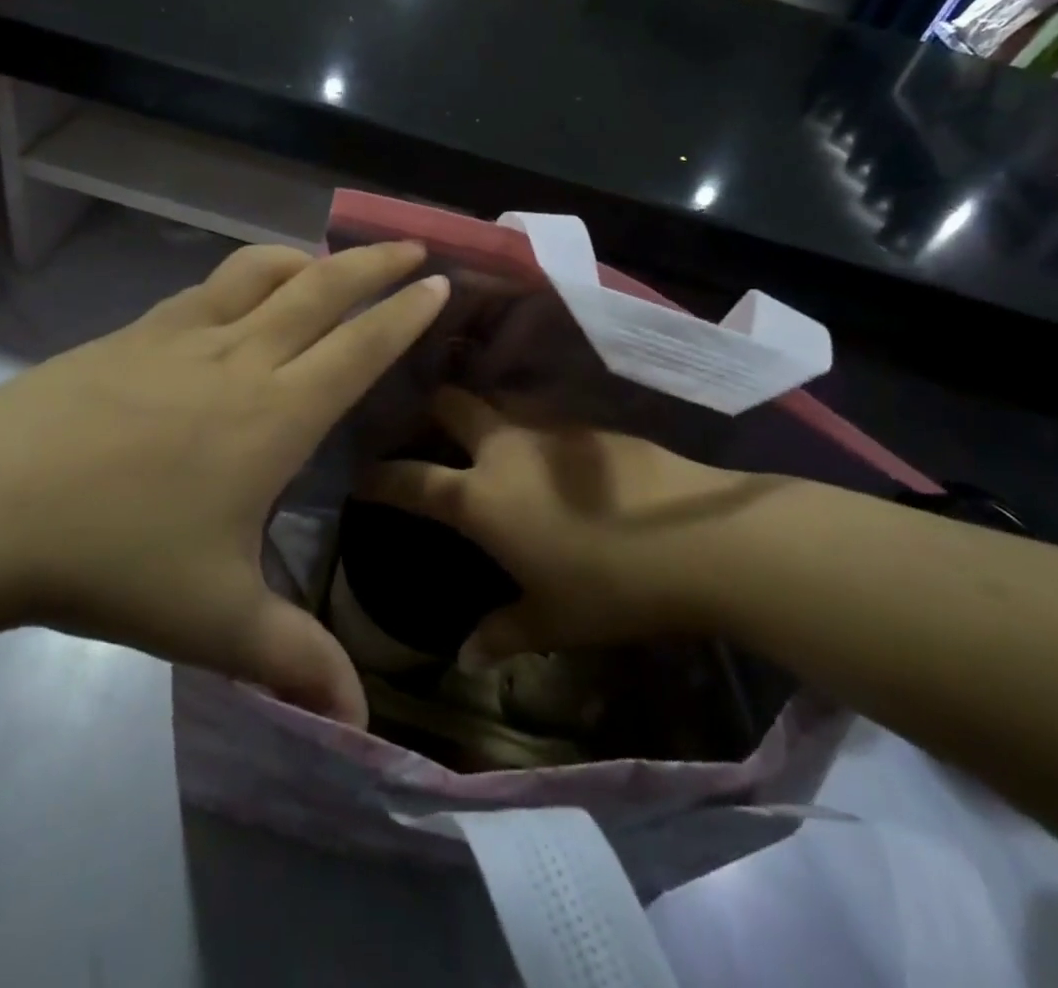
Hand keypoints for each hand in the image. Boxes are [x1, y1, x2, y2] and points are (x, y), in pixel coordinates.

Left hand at [0, 242, 448, 726]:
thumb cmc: (112, 558)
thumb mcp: (214, 623)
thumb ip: (294, 664)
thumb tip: (359, 725)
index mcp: (273, 416)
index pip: (359, 349)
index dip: (406, 314)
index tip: (442, 283)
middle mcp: (238, 359)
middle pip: (321, 290)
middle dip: (376, 264)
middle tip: (413, 246)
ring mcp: (179, 337)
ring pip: (259, 273)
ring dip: (305, 259)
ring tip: (327, 262)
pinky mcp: (131, 334)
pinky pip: (205, 290)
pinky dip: (242, 278)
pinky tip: (236, 299)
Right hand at [355, 389, 791, 661]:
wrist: (698, 539)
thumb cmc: (610, 586)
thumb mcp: (551, 621)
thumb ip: (501, 633)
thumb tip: (465, 657)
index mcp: (480, 498)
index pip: (410, 480)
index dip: (378, 476)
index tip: (360, 473)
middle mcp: (504, 448)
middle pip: (449, 404)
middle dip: (427, 409)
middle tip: (420, 427)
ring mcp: (548, 428)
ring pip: (496, 399)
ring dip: (480, 410)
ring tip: (478, 433)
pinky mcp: (589, 424)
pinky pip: (540, 412)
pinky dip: (525, 422)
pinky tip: (541, 450)